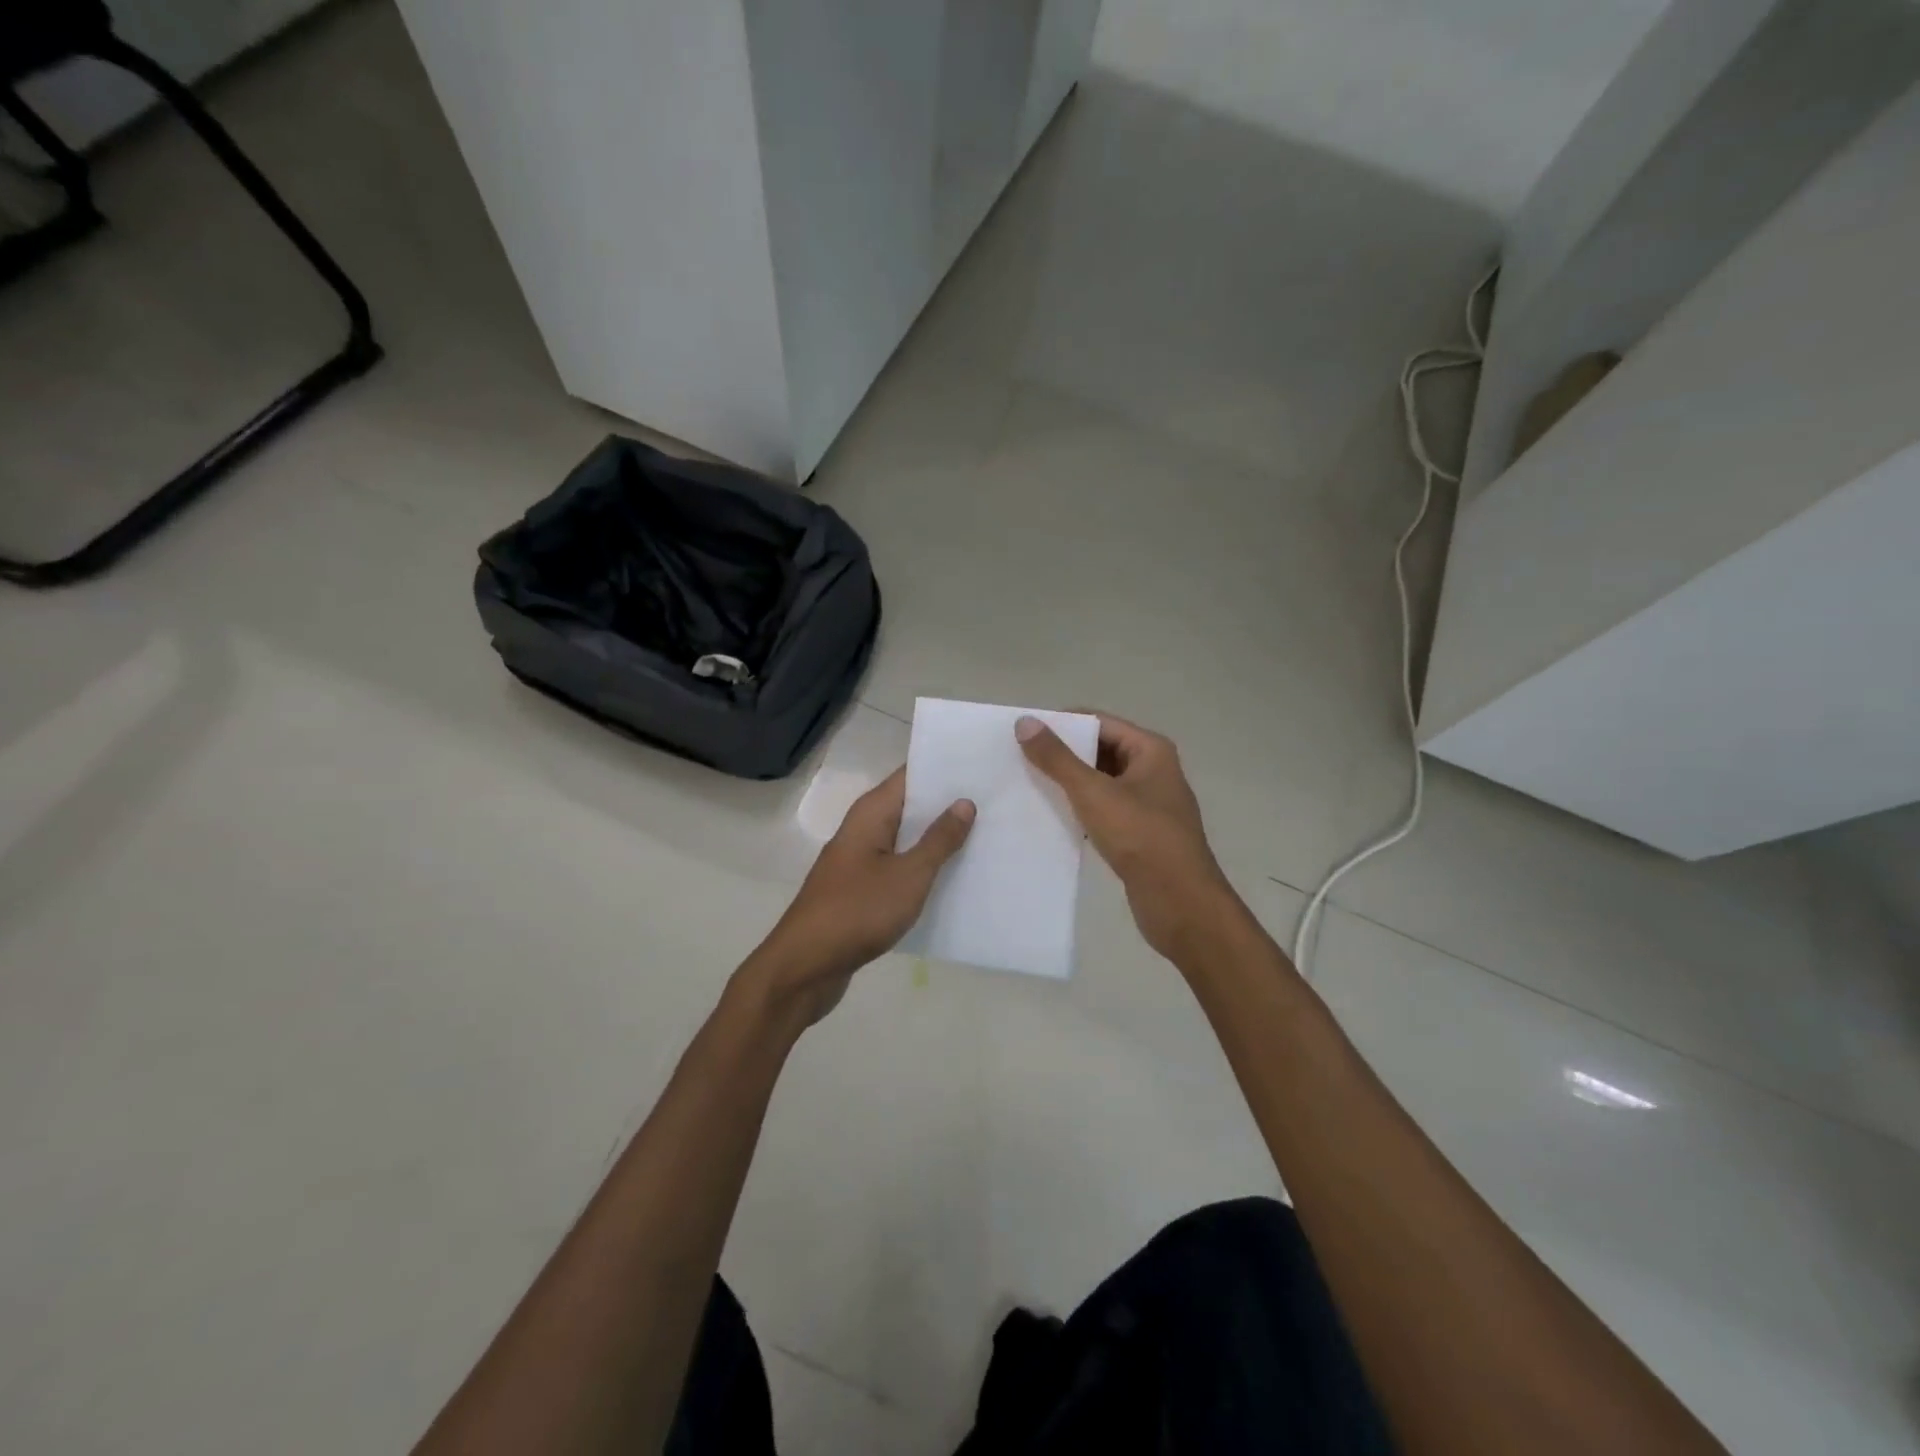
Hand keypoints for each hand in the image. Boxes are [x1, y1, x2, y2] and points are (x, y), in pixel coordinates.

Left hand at [746, 768, 974, 1025]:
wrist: (806, 965)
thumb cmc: (858, 911)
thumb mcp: (909, 875)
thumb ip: (938, 839)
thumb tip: (964, 802)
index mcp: (871, 813)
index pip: (910, 775)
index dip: (945, 769)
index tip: (984, 766)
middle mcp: (863, 828)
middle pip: (910, 805)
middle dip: (948, 804)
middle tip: (997, 801)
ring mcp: (860, 859)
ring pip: (906, 838)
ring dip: (938, 838)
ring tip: (987, 834)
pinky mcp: (861, 889)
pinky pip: (899, 866)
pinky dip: (923, 867)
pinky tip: (955, 876)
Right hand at [1016, 711, 1235, 961]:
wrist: (1180, 903)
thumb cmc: (1140, 837)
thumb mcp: (1093, 792)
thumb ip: (1057, 758)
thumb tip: (1025, 722)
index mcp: (1150, 750)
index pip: (1098, 721)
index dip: (1062, 724)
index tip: (1023, 732)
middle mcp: (1152, 771)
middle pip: (1099, 750)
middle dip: (1062, 755)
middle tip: (1018, 759)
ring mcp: (1148, 804)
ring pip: (1100, 783)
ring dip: (1068, 784)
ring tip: (1027, 786)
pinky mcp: (1140, 834)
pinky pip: (1103, 811)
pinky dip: (1079, 810)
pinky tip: (1050, 818)